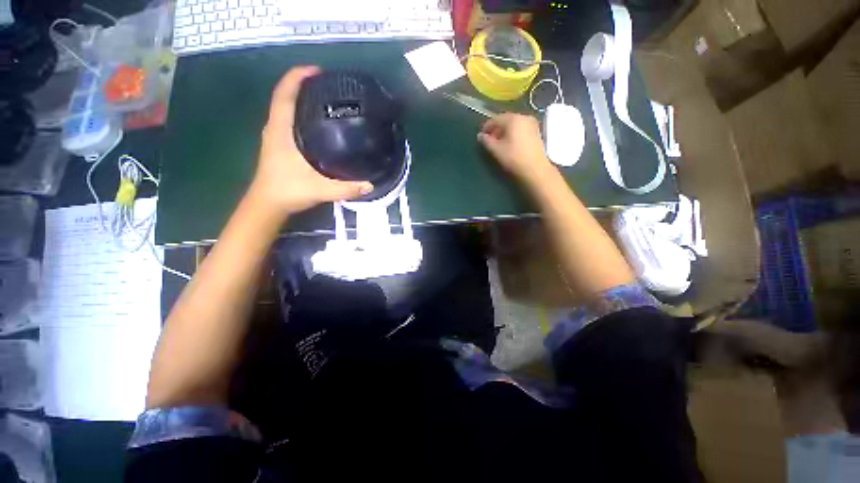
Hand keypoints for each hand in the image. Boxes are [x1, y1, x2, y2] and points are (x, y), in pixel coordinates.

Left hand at [248, 66, 372, 217]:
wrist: (267, 204)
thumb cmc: (288, 192)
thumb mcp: (320, 190)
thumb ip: (346, 188)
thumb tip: (370, 185)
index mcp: (281, 131)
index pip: (284, 95)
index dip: (297, 77)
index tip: (317, 71)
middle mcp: (275, 128)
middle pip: (284, 97)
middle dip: (302, 84)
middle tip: (327, 84)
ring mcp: (275, 136)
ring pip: (284, 108)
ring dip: (300, 98)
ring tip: (324, 99)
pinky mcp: (278, 145)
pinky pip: (287, 120)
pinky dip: (299, 112)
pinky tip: (316, 122)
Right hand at [477, 113, 555, 186]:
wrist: (535, 169)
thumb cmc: (513, 158)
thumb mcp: (496, 150)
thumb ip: (486, 141)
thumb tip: (480, 136)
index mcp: (513, 119)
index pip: (495, 119)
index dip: (486, 127)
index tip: (481, 136)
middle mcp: (523, 117)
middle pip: (505, 120)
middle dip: (496, 129)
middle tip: (489, 139)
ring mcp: (532, 124)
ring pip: (513, 124)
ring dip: (504, 131)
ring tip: (498, 143)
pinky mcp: (536, 132)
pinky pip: (520, 129)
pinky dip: (513, 133)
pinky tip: (509, 143)